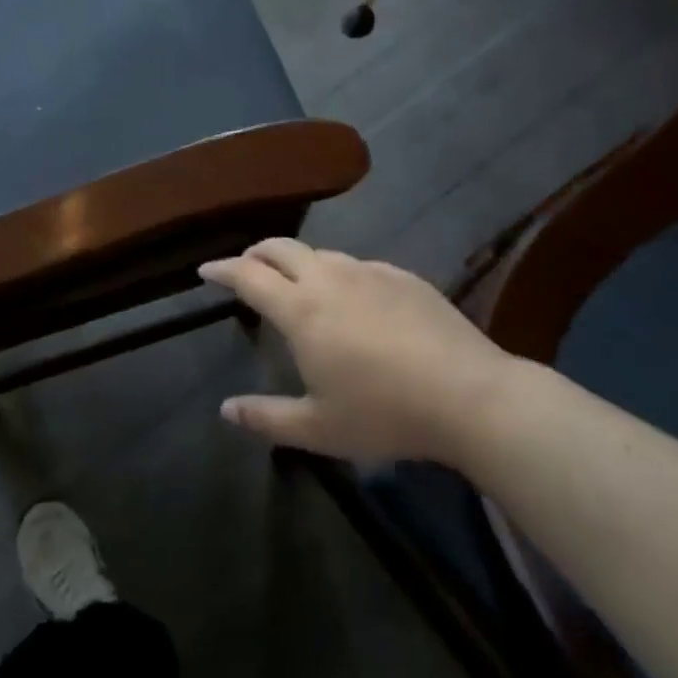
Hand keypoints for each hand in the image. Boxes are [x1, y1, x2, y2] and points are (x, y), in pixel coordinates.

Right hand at [201, 239, 518, 465]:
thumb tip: (226, 410)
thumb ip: (267, 418)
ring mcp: (369, 272)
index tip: (206, 270)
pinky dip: (338, 273)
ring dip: (297, 262)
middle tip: (246, 269)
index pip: (248, 275)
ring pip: (320, 253)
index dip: (223, 269)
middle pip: (281, 248)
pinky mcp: (403, 276)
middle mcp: (329, 278)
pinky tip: (353, 298)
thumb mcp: (319, 429)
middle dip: (256, 254)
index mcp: (301, 309)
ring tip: (297, 284)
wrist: (471, 396)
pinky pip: (358, 265)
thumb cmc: (385, 413)